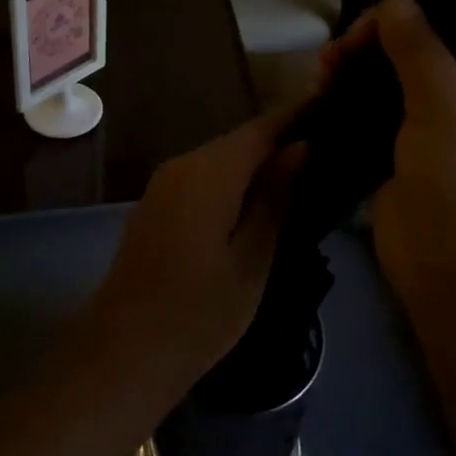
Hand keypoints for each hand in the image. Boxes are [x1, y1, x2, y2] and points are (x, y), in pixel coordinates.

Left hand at [83, 106, 305, 404]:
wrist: (123, 352)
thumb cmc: (198, 313)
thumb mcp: (251, 258)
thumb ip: (275, 198)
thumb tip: (300, 147)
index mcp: (209, 171)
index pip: (261, 129)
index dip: (297, 115)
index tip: (333, 103)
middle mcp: (182, 165)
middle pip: (239, 142)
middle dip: (280, 139)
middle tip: (329, 144)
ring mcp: (164, 185)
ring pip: (221, 161)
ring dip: (258, 163)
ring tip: (305, 170)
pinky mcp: (157, 206)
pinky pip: (204, 179)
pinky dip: (234, 182)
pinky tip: (260, 199)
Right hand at [325, 0, 455, 309]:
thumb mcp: (446, 109)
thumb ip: (420, 48)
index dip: (419, 4)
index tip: (375, 16)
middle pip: (420, 38)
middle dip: (376, 35)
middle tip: (340, 52)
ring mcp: (435, 118)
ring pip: (391, 70)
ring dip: (356, 63)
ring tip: (324, 72)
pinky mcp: (402, 145)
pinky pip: (373, 104)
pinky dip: (348, 94)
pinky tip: (323, 91)